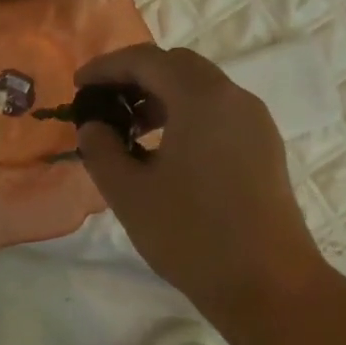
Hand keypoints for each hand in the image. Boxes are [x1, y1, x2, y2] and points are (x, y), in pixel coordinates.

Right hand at [74, 45, 326, 323]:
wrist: (267, 284)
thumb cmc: (191, 235)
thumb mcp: (129, 193)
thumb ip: (101, 150)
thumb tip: (94, 127)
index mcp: (202, 99)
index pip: (147, 60)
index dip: (107, 67)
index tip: (78, 86)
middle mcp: (234, 99)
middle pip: (179, 66)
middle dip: (136, 77)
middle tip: (104, 105)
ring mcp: (256, 123)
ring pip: (202, 89)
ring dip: (161, 98)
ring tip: (130, 132)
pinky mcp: (264, 149)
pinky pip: (219, 114)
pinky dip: (186, 117)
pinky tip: (165, 154)